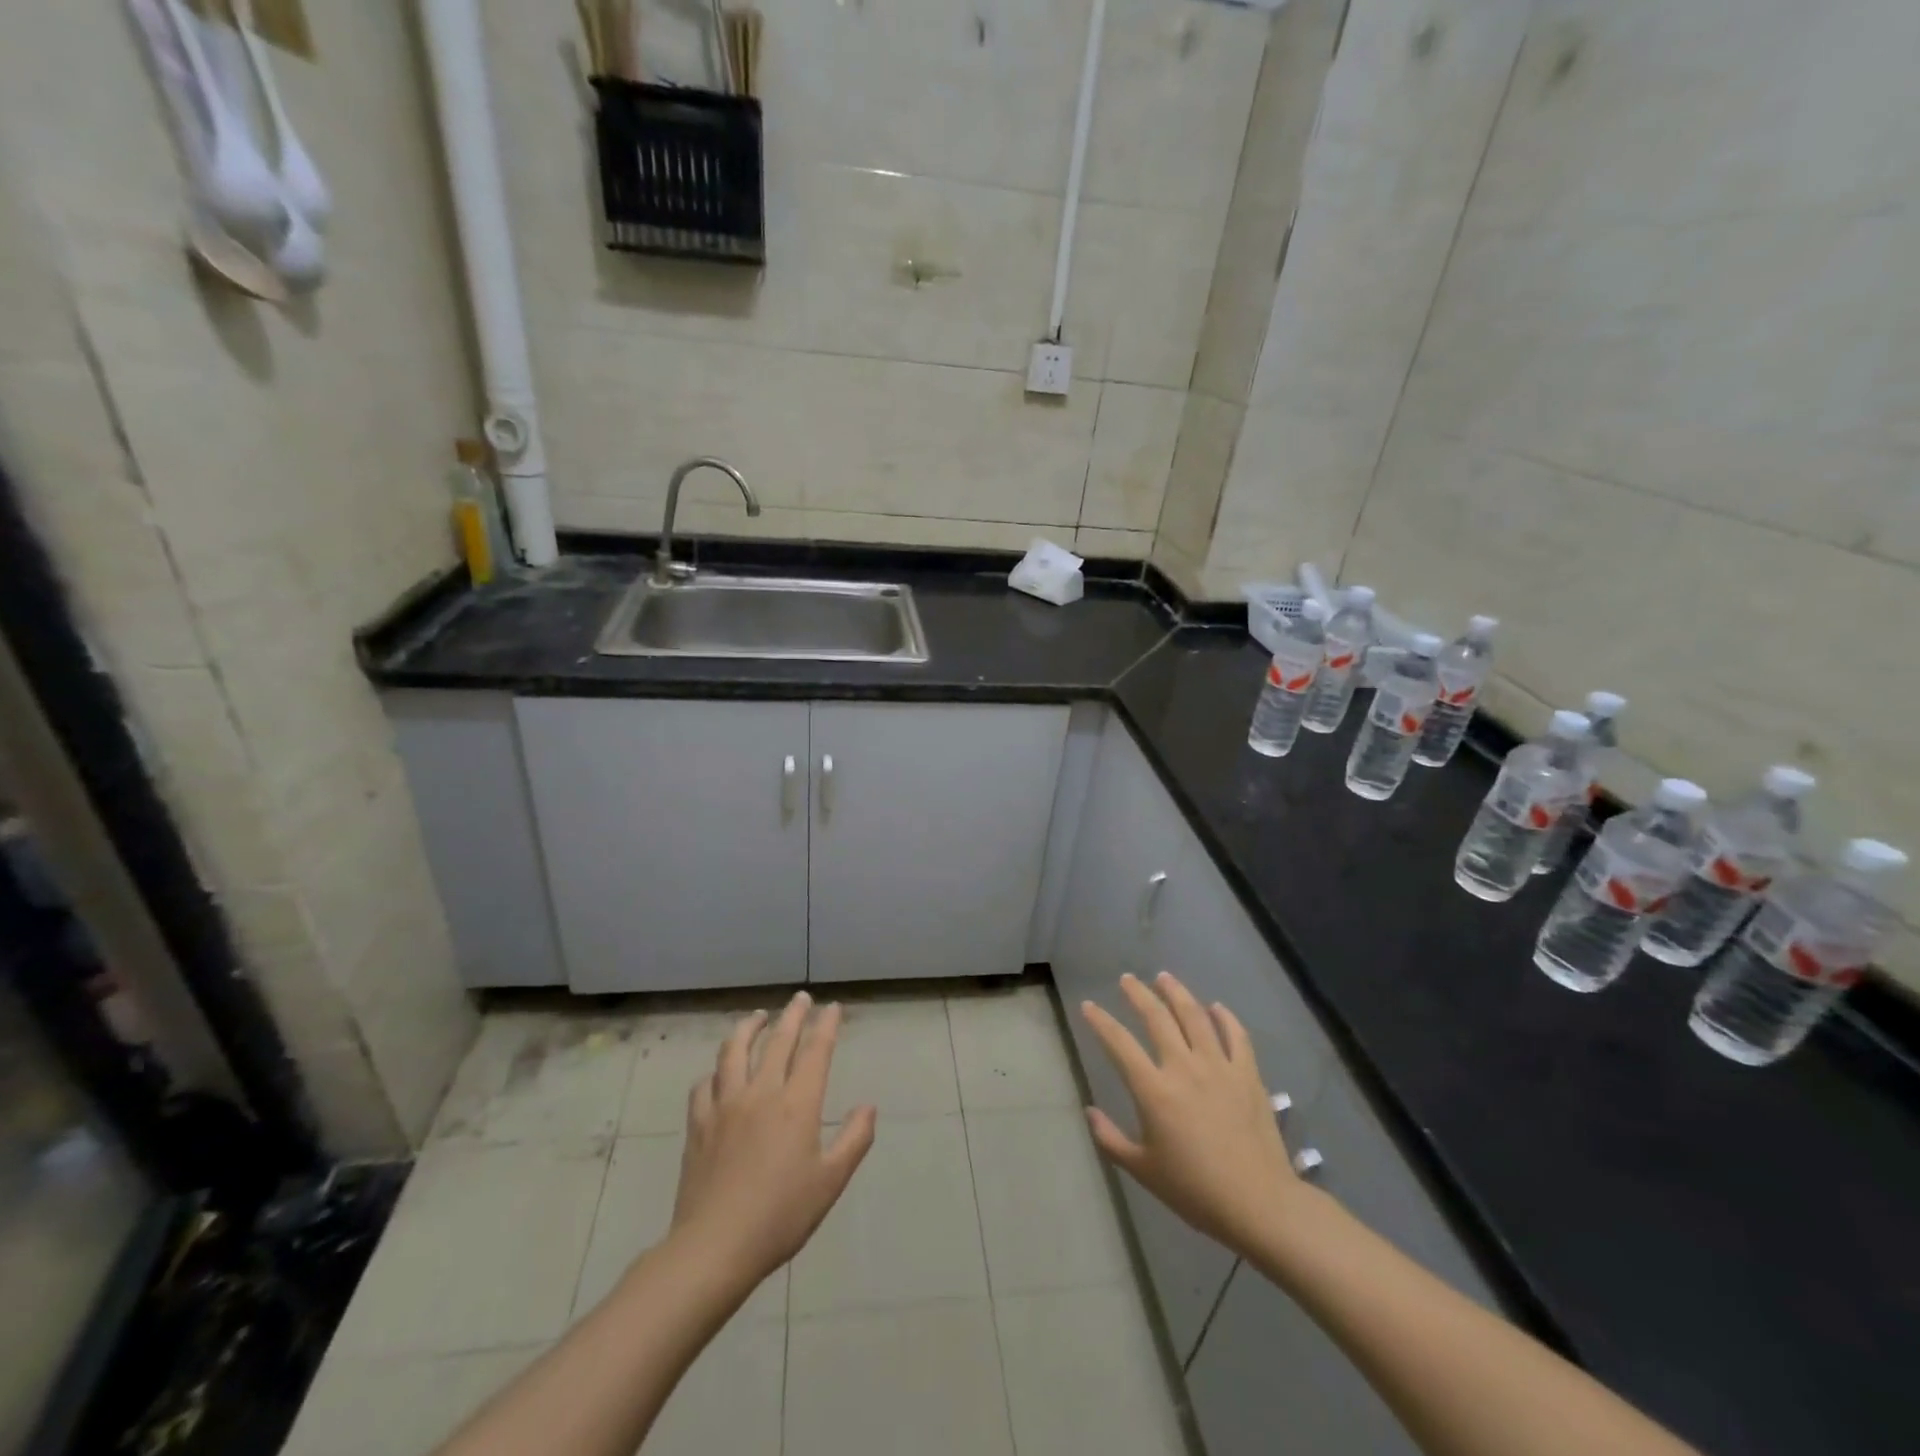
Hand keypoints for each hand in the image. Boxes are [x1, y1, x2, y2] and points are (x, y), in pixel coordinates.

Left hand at [670, 992, 876, 1288]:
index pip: (815, 1050)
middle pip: (777, 1040)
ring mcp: (725, 1105)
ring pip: (734, 1051)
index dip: (826, 1025)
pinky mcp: (699, 1123)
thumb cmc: (780, 1216)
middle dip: (792, 1015)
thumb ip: (854, 1139)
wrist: (714, 1247)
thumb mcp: (830, 1182)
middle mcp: (761, 1092)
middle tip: (801, 998)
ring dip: (748, 1028)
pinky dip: (715, 1071)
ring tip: (757, 1017)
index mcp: (797, 1104)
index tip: (833, 1007)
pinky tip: (718, 1072)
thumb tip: (868, 1107)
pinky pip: (705, 1084)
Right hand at [1081, 972, 1303, 1259]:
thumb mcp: (1143, 1170)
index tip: (1088, 1005)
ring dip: (1176, 992)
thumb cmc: (1196, 1190)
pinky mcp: (1248, 1074)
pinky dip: (1225, 1017)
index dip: (1100, 1021)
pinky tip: (1216, 1007)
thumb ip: (1111, 1139)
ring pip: (1194, 1016)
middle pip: (1156, 1017)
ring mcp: (1219, 1066)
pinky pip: (1236, 1035)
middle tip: (1127, 979)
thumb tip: (1089, 1112)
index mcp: (1154, 1090)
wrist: (1259, 1204)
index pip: (1119, 1043)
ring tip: (1164, 977)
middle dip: (1138, 993)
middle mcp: (1183, 1067)